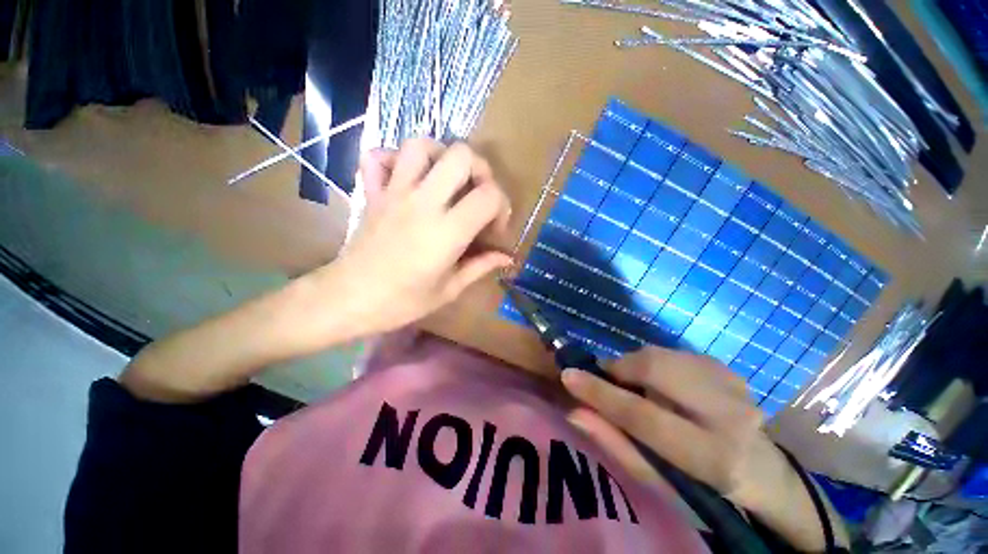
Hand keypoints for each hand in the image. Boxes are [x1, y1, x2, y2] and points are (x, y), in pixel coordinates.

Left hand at [317, 139, 512, 337]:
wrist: (348, 299)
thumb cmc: (402, 302)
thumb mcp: (449, 290)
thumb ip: (480, 267)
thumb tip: (507, 258)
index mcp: (446, 232)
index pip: (488, 196)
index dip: (502, 207)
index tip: (495, 228)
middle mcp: (423, 202)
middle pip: (461, 155)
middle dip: (480, 170)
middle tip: (479, 195)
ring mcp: (394, 192)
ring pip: (421, 145)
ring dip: (442, 156)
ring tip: (448, 181)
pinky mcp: (373, 193)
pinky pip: (379, 157)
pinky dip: (395, 158)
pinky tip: (408, 177)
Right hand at [561, 347, 846, 549]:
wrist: (764, 471)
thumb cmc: (704, 488)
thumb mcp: (658, 479)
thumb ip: (616, 443)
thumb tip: (575, 411)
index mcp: (711, 456)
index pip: (642, 415)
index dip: (600, 393)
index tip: (568, 375)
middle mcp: (728, 413)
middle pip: (655, 368)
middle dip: (620, 368)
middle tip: (606, 378)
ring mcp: (733, 384)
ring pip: (661, 355)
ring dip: (636, 366)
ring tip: (636, 386)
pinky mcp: (728, 369)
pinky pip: (673, 354)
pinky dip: (655, 364)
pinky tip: (662, 384)